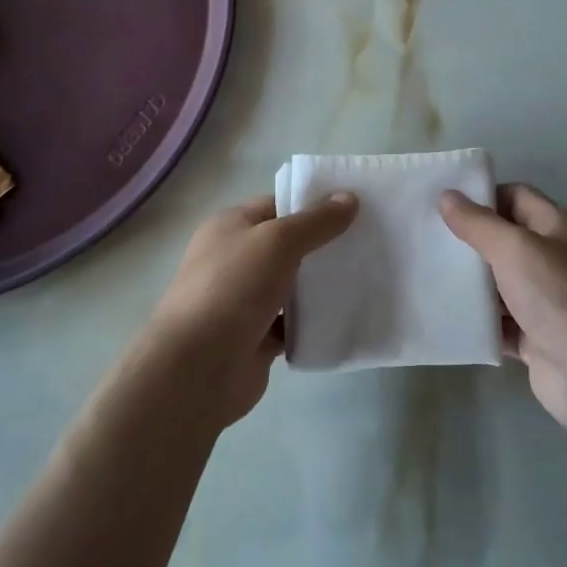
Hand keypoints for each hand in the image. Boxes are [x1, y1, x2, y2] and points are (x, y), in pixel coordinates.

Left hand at [148, 191, 357, 425]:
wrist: (196, 369)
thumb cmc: (232, 288)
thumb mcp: (278, 241)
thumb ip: (316, 221)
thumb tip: (349, 198)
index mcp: (231, 227)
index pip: (278, 205)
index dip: (314, 204)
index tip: (355, 207)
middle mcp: (235, 259)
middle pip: (288, 245)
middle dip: (324, 245)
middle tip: (370, 241)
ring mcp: (245, 301)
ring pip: (293, 286)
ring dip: (321, 285)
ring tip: (368, 276)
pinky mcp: (256, 338)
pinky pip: (293, 324)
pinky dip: (315, 322)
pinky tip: (347, 316)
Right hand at [440, 184, 566, 430]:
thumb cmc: (558, 297)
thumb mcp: (514, 249)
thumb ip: (478, 223)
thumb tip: (446, 196)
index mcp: (557, 227)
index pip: (516, 196)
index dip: (482, 196)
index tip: (444, 203)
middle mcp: (553, 259)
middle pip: (504, 239)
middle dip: (469, 239)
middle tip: (427, 238)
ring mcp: (545, 300)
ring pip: (499, 282)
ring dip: (470, 282)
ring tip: (426, 273)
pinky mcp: (535, 337)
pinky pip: (499, 321)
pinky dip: (478, 319)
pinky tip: (446, 314)